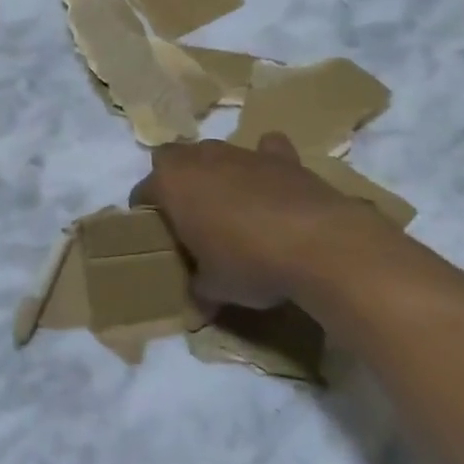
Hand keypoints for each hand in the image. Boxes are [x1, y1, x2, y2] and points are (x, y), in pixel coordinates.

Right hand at [130, 133, 394, 307]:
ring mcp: (242, 153)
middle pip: (174, 159)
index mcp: (171, 183)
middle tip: (188, 215)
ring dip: (217, 173)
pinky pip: (267, 151)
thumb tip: (196, 312)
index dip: (145, 212)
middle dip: (176, 180)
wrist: (320, 245)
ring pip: (216, 153)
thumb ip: (199, 291)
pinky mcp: (283, 157)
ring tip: (230, 206)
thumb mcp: (214, 288)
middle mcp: (200, 158)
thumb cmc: (249, 262)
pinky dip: (266, 162)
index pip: (143, 191)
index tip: (155, 235)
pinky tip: (272, 184)